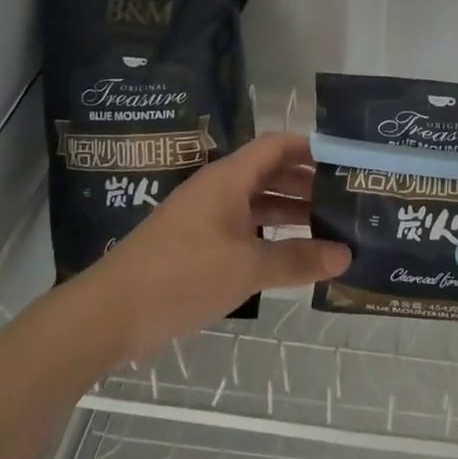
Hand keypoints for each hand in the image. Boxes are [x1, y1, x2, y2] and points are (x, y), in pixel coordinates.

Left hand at [76, 132, 348, 359]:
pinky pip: (243, 227)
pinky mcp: (197, 244)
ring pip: (258, 202)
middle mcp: (219, 189)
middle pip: (270, 172)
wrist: (110, 313)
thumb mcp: (246, 268)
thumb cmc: (182, 275)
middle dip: (308, 183)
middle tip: (347, 199)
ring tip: (330, 228)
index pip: (277, 145)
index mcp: (229, 178)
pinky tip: (292, 254)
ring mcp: (206, 217)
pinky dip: (270, 234)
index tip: (345, 161)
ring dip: (291, 211)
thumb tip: (345, 255)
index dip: (311, 147)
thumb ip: (297, 259)